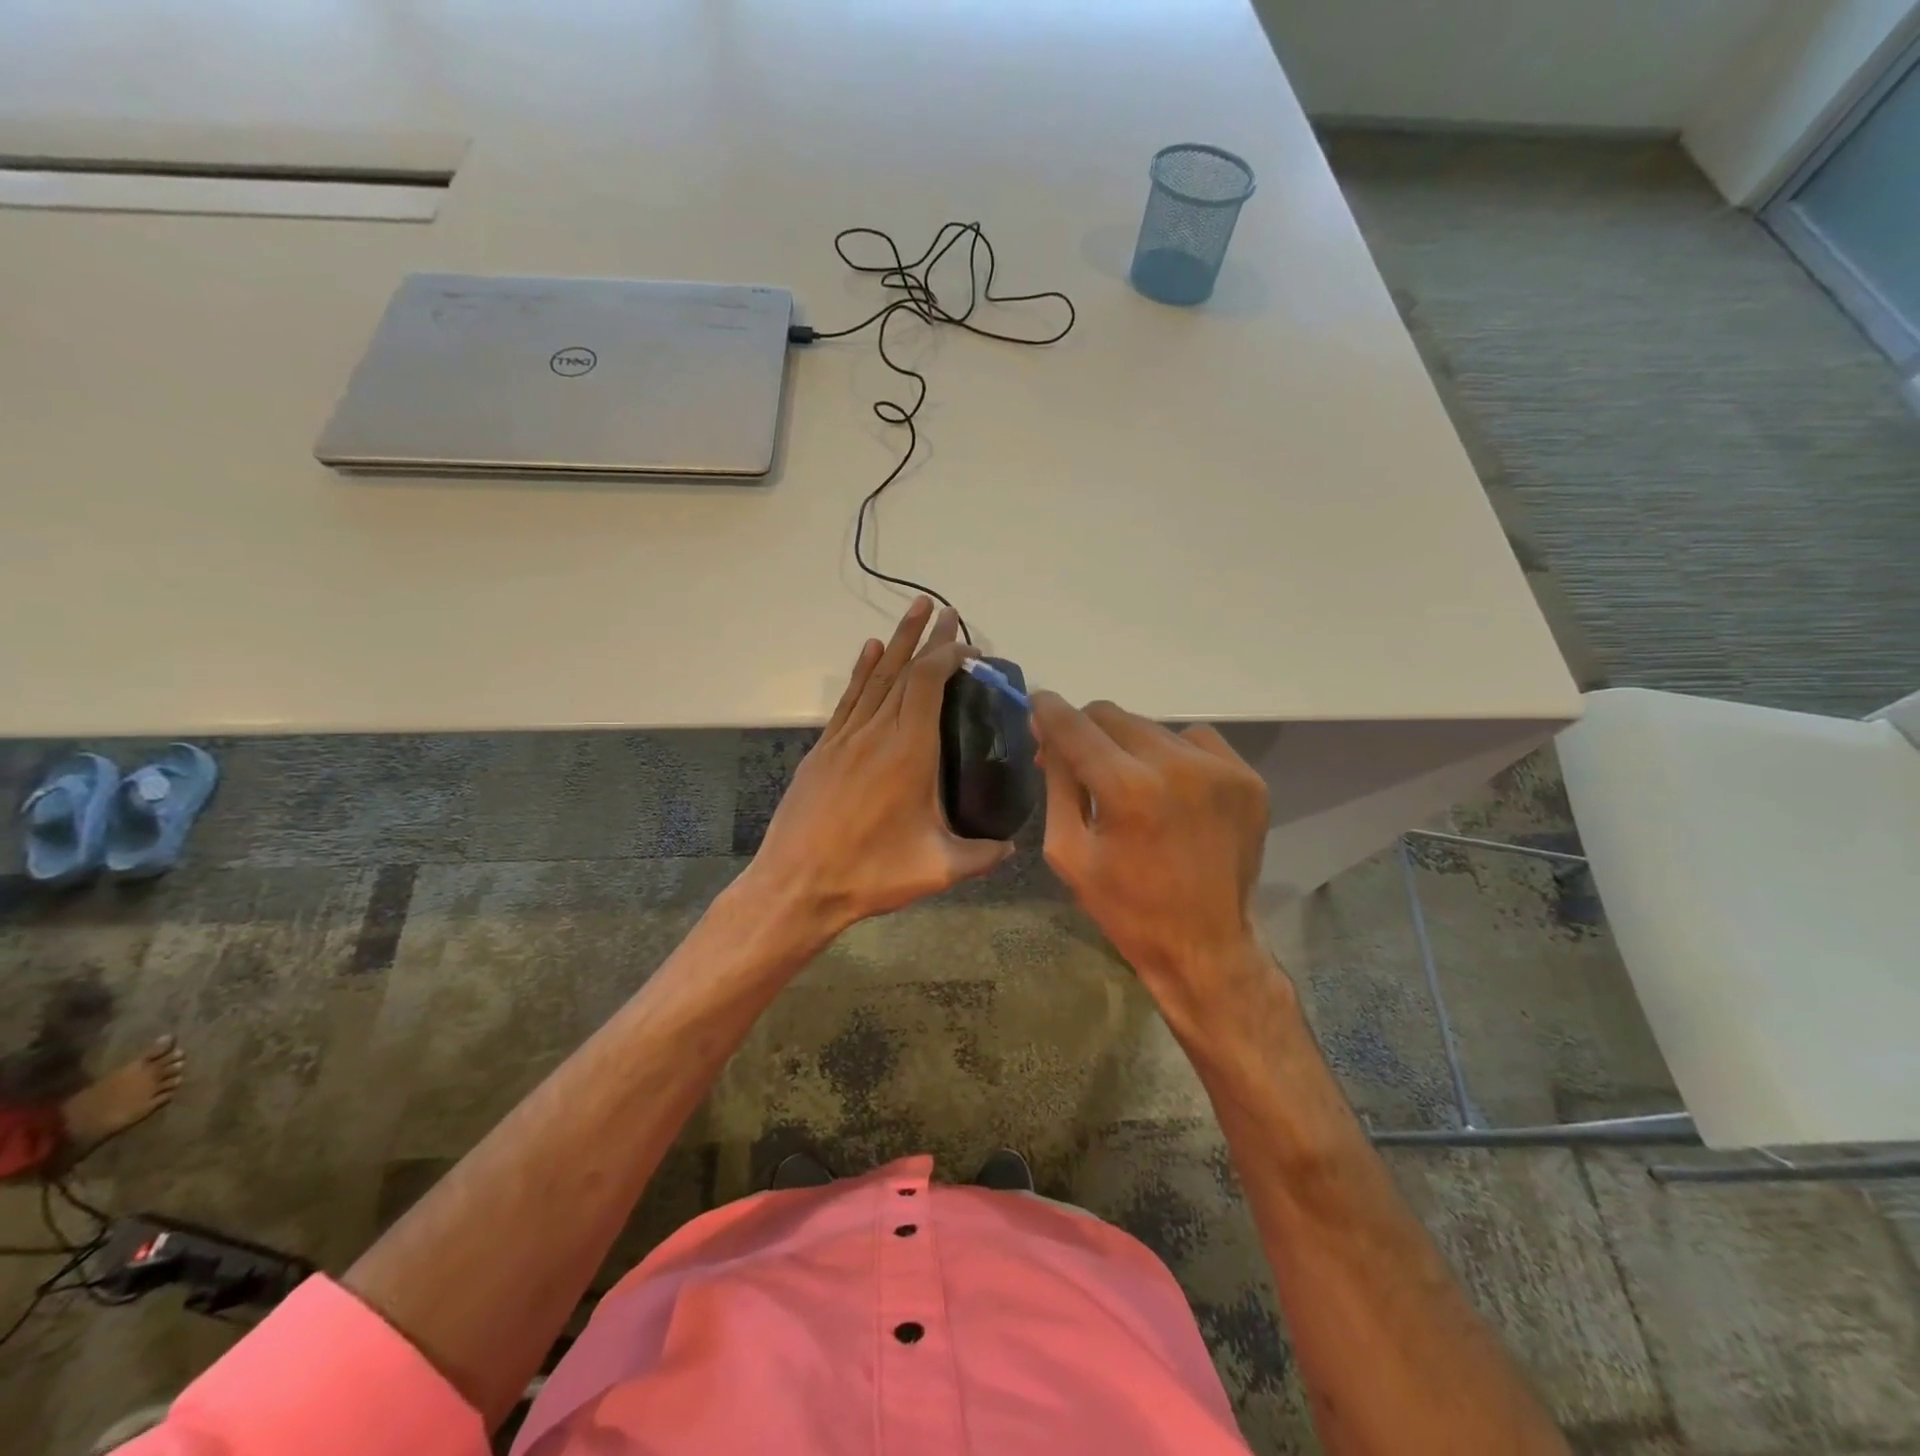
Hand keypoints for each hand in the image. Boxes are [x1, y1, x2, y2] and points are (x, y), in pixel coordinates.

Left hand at [746, 597, 1014, 941]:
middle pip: (904, 671)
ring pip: (875, 678)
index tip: (970, 647)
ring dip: (897, 642)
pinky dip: (862, 671)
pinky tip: (870, 651)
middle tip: (945, 609)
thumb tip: (1012, 847)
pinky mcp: (824, 750)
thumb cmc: (870, 874)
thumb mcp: (938, 870)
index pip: (928, 684)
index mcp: (909, 752)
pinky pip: (849, 699)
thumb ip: (982, 855)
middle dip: (927, 638)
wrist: (797, 885)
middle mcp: (877, 733)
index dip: (949, 657)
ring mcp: (846, 738)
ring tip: (914, 611)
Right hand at [1031, 693, 1273, 1035]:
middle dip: (1087, 731)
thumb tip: (1048, 734)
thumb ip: (1057, 783)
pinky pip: (1194, 741)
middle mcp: (1177, 766)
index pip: (1075, 725)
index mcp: (1128, 789)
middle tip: (1077, 758)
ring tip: (1128, 782)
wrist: (1206, 947)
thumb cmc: (1126, 908)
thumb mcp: (1068, 851)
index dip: (1048, 710)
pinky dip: (1172, 754)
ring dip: (1129, 745)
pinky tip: (1168, 787)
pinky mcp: (1247, 779)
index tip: (1037, 705)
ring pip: (1152, 727)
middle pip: (1113, 715)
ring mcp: (1220, 769)